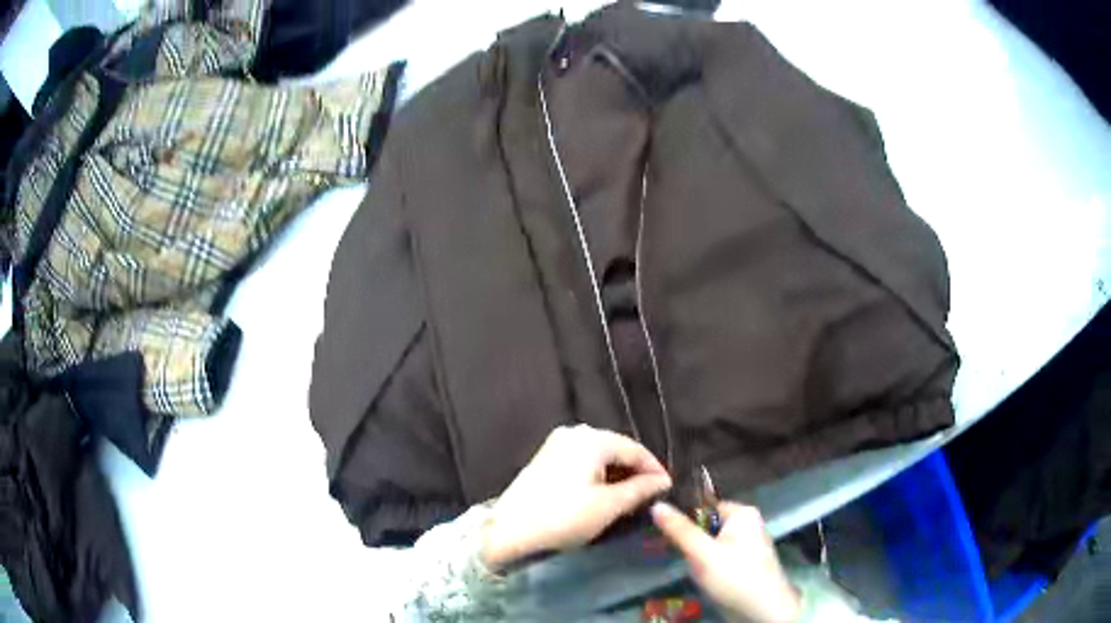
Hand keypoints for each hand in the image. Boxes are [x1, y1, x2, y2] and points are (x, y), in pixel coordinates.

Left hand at [480, 425, 671, 571]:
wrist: (510, 530)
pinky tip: (604, 492)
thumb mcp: (608, 506)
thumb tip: (662, 481)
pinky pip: (582, 460)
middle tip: (650, 494)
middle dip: (635, 471)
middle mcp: (574, 432)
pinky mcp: (546, 458)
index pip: (635, 449)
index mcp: (592, 438)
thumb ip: (640, 489)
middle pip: (616, 448)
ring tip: (630, 496)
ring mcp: (557, 444)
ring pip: (599, 455)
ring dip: (617, 473)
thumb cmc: (564, 516)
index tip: (668, 488)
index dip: (654, 469)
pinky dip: (598, 474)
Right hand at [652, 501, 801, 622]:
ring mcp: (748, 545)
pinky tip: (700, 576)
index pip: (705, 507)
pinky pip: (720, 556)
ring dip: (698, 555)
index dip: (684, 519)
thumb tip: (656, 504)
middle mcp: (748, 524)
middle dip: (691, 540)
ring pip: (713, 543)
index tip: (663, 532)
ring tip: (686, 566)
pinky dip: (708, 564)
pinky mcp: (745, 563)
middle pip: (709, 525)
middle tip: (673, 552)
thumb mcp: (702, 552)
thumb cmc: (734, 576)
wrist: (761, 610)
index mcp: (743, 513)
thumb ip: (679, 529)